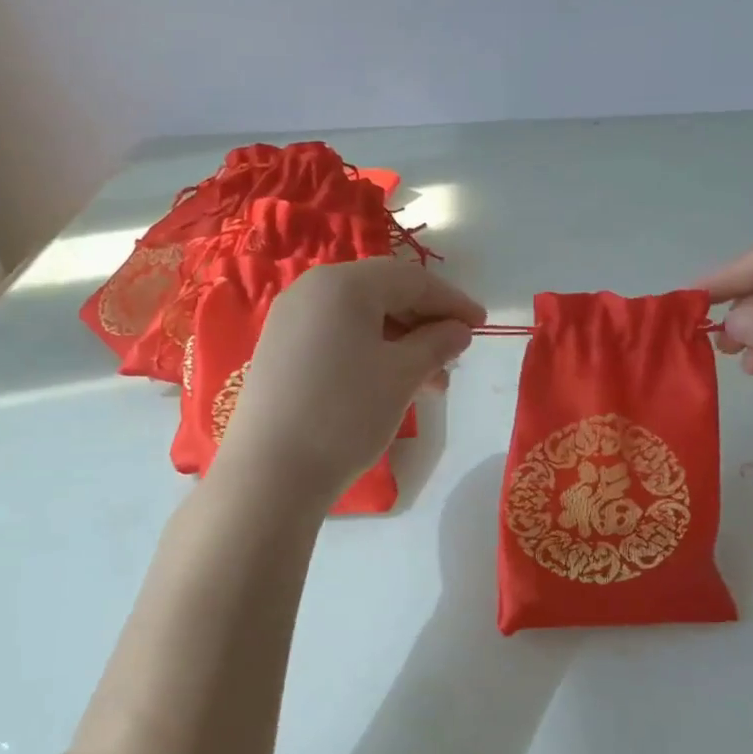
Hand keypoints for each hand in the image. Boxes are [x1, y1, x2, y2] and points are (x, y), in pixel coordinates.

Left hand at [215, 258, 483, 504]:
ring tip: (430, 381)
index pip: (411, 280)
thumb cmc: (346, 414)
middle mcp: (311, 290)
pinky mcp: (280, 350)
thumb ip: (437, 343)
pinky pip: (337, 337)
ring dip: (401, 342)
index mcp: (343, 284)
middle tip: (455, 355)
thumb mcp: (402, 375)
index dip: (451, 301)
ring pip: (361, 319)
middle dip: (426, 322)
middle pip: (383, 293)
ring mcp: (290, 320)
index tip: (481, 324)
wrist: (271, 473)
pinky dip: (371, 351)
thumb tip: (458, 330)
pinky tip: (390, 383)